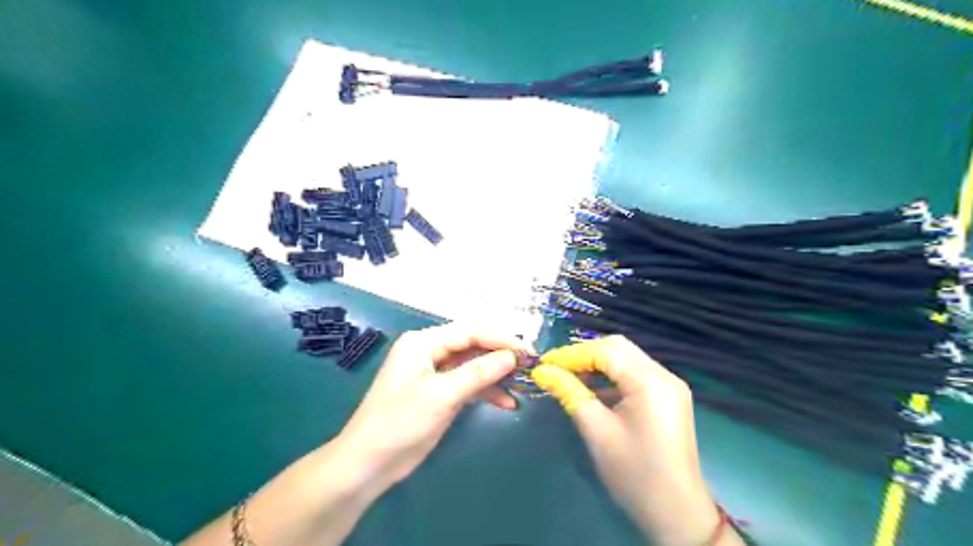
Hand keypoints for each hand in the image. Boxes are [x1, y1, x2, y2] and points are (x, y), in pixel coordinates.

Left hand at [338, 325, 528, 490]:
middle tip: (530, 366)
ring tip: (524, 384)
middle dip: (500, 356)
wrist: (370, 464)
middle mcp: (430, 351)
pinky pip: (469, 384)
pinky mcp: (440, 393)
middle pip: (473, 346)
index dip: (500, 338)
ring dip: (497, 375)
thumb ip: (478, 373)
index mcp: (424, 342)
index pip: (470, 331)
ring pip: (473, 366)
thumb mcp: (441, 395)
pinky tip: (507, 402)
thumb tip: (512, 356)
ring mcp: (436, 373)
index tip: (528, 350)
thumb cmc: (400, 423)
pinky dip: (487, 392)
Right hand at [529, 337, 741, 545]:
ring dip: (597, 364)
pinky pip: (634, 375)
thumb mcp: (596, 430)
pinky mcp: (667, 398)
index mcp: (650, 381)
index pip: (605, 351)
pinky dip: (611, 377)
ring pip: (626, 359)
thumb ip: (569, 393)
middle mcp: (664, 375)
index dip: (572, 354)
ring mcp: (669, 386)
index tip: (544, 364)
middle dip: (584, 354)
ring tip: (568, 377)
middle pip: (618, 348)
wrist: (676, 514)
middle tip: (555, 368)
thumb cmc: (634, 473)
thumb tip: (543, 371)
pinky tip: (591, 389)